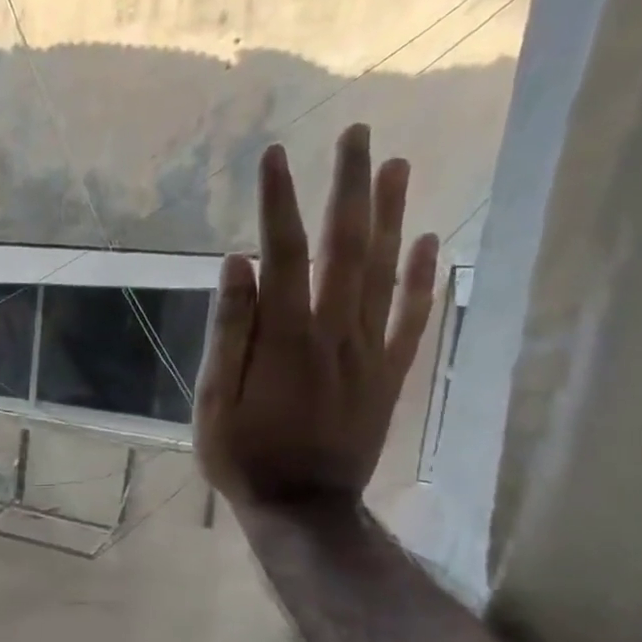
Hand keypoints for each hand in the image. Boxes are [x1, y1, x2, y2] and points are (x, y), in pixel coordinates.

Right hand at [195, 124, 439, 506]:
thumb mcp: (213, 398)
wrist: (304, 507)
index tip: (273, 154)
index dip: (279, 201)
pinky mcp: (389, 372)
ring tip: (398, 165)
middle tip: (356, 133)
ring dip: (392, 215)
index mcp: (286, 336)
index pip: (285, 252)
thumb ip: (229, 330)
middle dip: (349, 187)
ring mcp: (370, 351)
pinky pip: (413, 317)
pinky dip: (424, 277)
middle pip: (347, 246)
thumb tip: (237, 263)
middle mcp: (336, 331)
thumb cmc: (242, 454)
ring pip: (387, 271)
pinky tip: (429, 240)